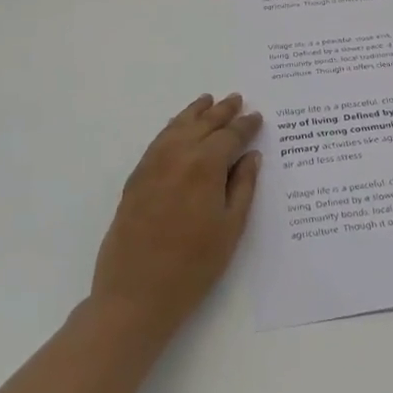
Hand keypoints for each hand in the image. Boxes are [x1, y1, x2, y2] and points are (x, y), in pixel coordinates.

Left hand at [92, 93, 263, 345]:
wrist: (136, 294)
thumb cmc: (194, 265)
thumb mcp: (230, 227)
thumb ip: (242, 187)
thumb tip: (250, 156)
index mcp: (204, 166)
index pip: (229, 136)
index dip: (245, 126)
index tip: (257, 117)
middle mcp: (176, 156)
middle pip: (202, 124)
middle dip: (221, 111)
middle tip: (236, 99)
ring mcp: (151, 166)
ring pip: (176, 127)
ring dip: (194, 113)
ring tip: (207, 101)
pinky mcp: (135, 179)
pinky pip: (157, 142)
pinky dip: (172, 128)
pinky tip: (178, 128)